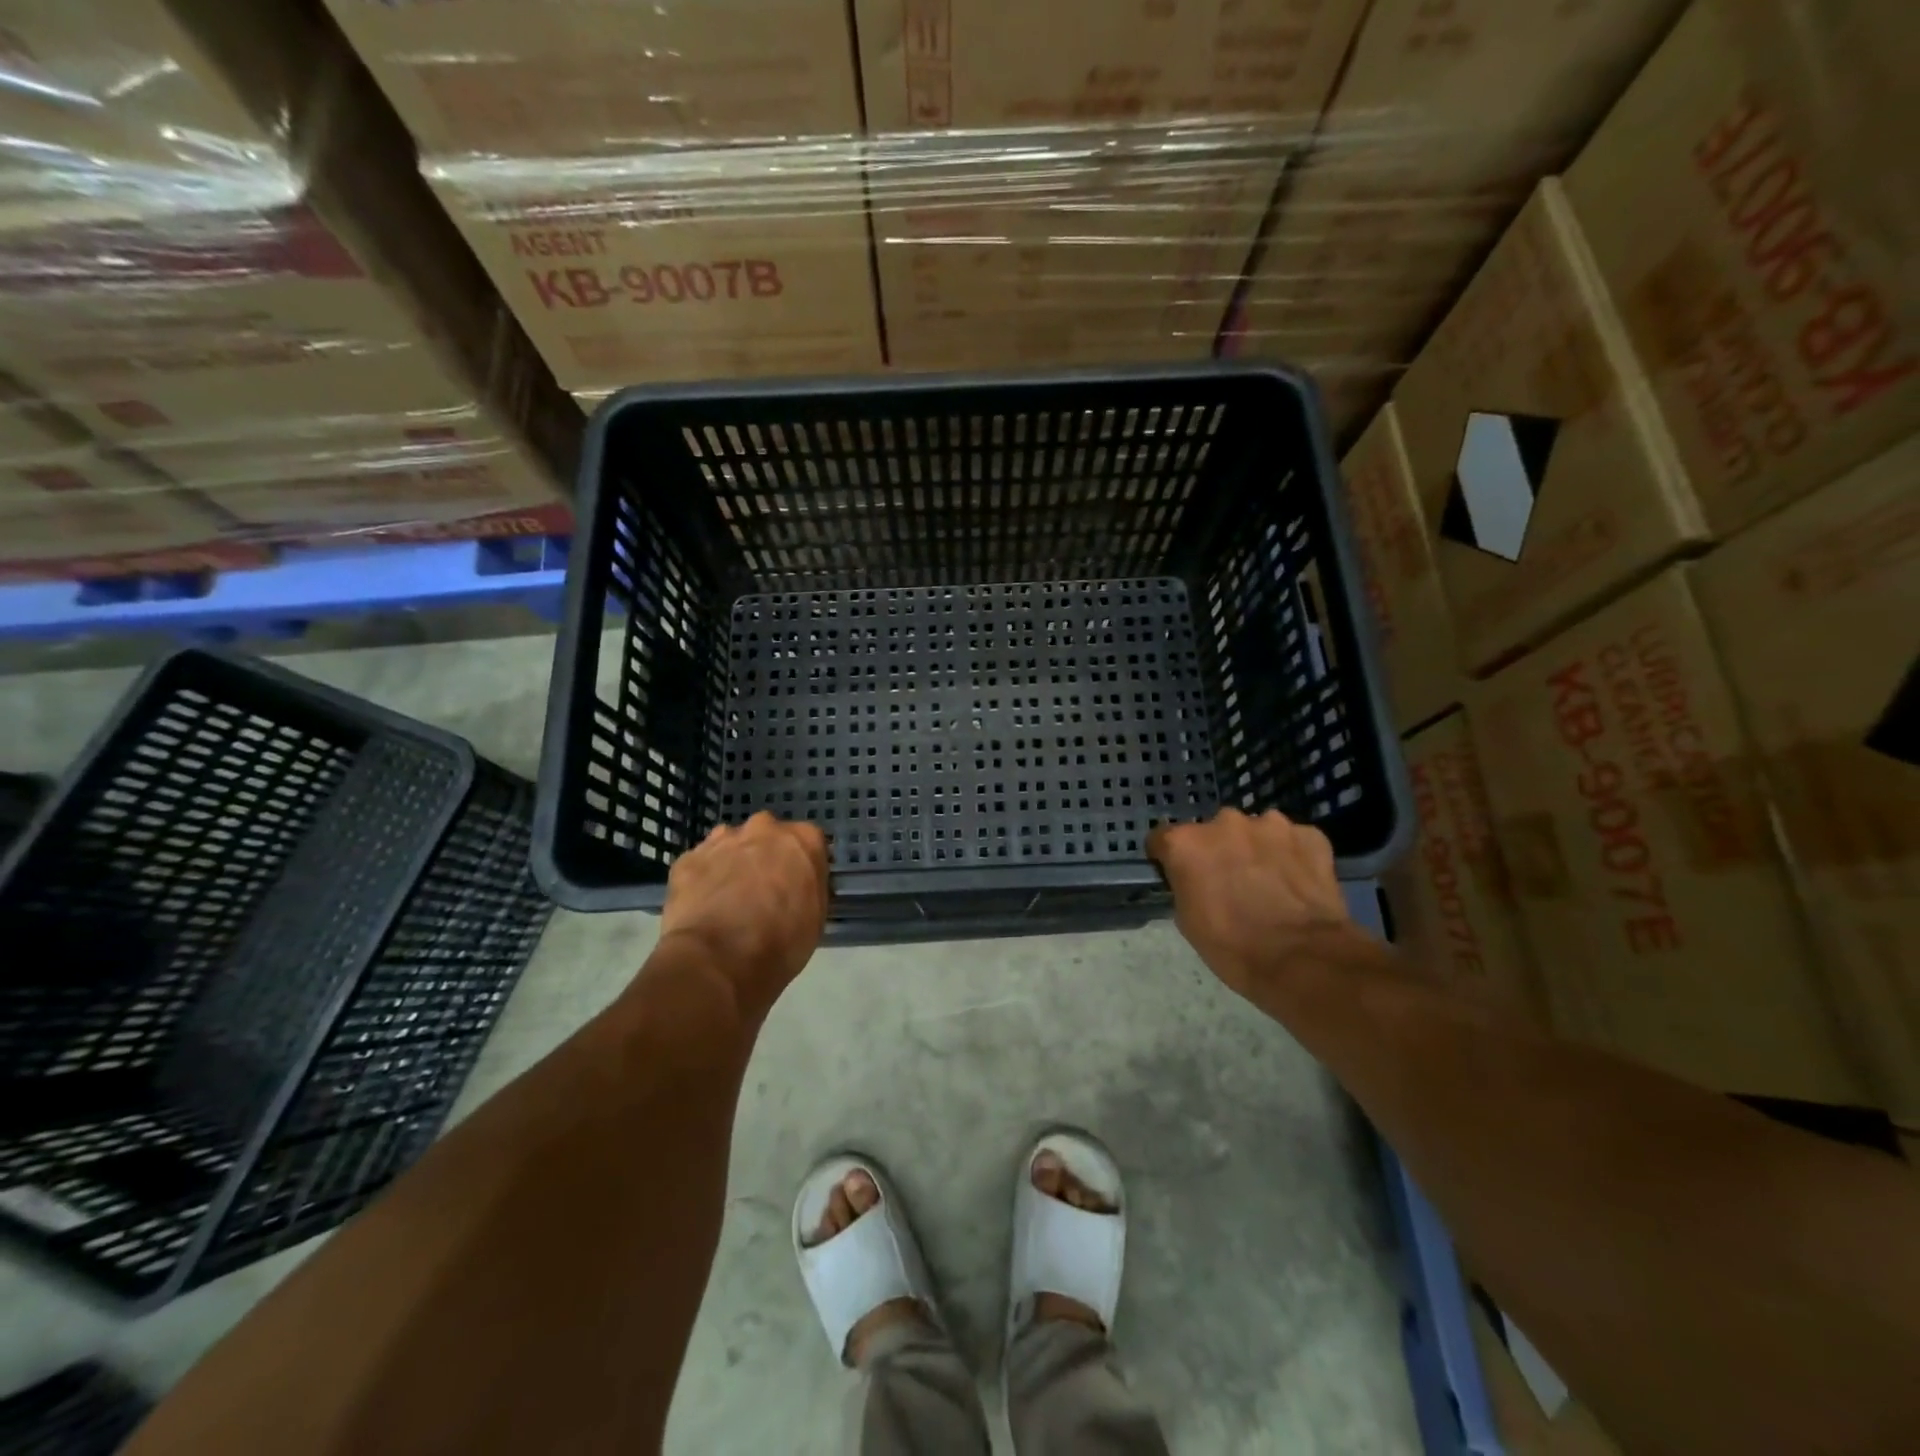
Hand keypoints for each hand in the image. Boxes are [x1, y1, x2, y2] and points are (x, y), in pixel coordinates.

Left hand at [659, 812, 829, 1016]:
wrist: (717, 960)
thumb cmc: (780, 942)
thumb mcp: (816, 918)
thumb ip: (810, 887)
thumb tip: (800, 885)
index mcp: (803, 839)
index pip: (809, 842)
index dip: (802, 866)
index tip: (798, 886)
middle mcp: (764, 828)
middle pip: (768, 835)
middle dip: (766, 856)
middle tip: (764, 890)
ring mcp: (722, 840)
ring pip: (731, 845)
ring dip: (733, 863)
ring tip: (730, 900)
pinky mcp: (687, 858)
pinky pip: (701, 864)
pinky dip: (704, 879)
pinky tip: (704, 907)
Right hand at [1147, 808, 1355, 998]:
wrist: (1303, 960)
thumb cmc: (1233, 947)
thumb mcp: (1187, 921)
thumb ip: (1185, 885)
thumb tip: (1194, 879)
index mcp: (1186, 843)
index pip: (1163, 839)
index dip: (1169, 858)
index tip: (1179, 876)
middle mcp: (1225, 822)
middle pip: (1212, 832)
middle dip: (1218, 851)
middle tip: (1230, 883)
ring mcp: (1271, 824)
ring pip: (1255, 832)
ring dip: (1255, 850)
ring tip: (1269, 884)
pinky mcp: (1309, 835)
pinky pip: (1293, 841)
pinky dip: (1292, 857)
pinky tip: (1298, 885)